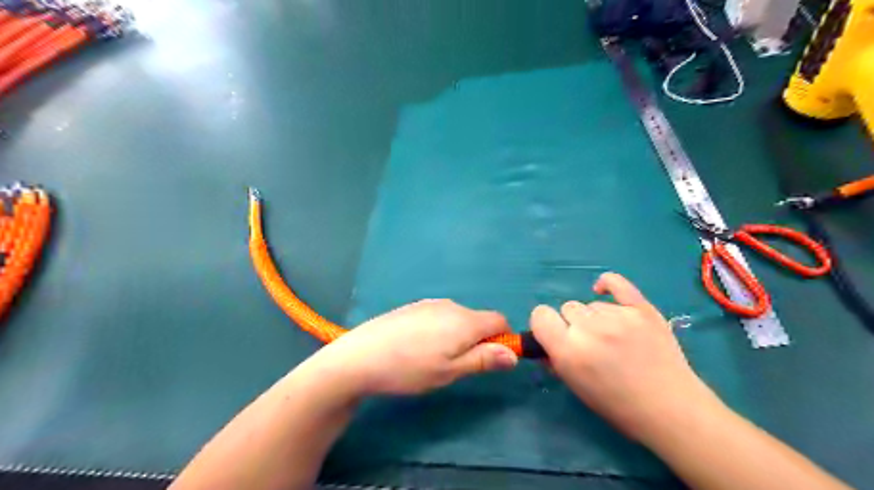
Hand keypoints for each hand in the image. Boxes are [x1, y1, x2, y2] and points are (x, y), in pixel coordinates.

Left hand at [310, 298, 517, 398]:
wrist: (361, 356)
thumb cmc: (410, 368)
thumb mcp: (451, 371)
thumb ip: (484, 359)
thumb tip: (514, 353)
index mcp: (465, 320)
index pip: (499, 320)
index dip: (502, 339)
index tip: (490, 359)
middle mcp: (451, 306)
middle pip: (478, 319)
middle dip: (478, 339)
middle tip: (457, 366)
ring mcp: (429, 304)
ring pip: (457, 318)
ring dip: (458, 336)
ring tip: (434, 359)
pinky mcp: (413, 307)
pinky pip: (439, 316)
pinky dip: (440, 330)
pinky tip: (417, 347)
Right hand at [534, 271, 723, 442]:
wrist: (671, 409)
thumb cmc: (618, 405)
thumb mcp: (576, 386)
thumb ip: (556, 359)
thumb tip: (546, 342)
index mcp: (568, 351)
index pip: (540, 315)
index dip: (544, 323)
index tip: (554, 334)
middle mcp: (589, 329)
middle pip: (568, 308)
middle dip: (574, 323)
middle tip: (591, 342)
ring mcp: (618, 316)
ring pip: (592, 304)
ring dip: (596, 317)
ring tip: (615, 337)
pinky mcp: (642, 308)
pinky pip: (616, 283)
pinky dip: (608, 284)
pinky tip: (605, 290)